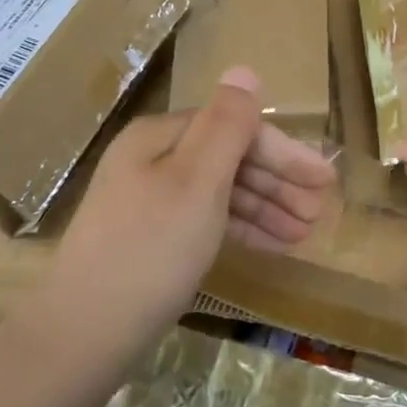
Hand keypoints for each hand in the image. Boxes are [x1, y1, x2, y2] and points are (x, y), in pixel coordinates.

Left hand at [52, 66, 336, 329]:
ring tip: (304, 233)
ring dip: (267, 206)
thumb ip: (226, 126)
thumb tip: (244, 70)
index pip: (236, 128)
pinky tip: (272, 245)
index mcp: (161, 137)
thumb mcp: (197, 183)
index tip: (325, 180)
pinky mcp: (152, 238)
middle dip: (279, 182)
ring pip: (221, 191)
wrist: (81, 336)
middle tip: (319, 212)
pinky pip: (207, 219)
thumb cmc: (150, 252)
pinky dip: (241, 228)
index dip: (285, 152)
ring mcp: (150, 200)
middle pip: (230, 157)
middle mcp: (154, 159)